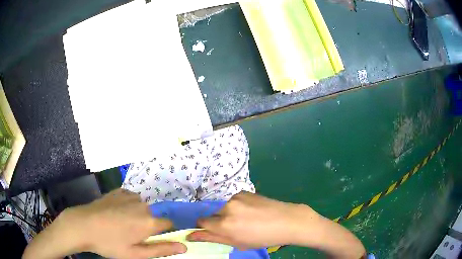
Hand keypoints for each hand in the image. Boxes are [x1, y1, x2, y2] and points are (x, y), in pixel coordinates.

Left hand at [23, 189, 186, 258]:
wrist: (80, 224)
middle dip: (157, 224)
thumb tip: (183, 247)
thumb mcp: (135, 255)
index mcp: (146, 220)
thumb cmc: (108, 245)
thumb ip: (160, 250)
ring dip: (144, 216)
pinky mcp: (120, 191)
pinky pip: (135, 199)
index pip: (172, 223)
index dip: (175, 230)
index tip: (173, 236)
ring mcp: (129, 195)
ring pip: (146, 206)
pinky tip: (120, 217)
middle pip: (159, 213)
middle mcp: (141, 203)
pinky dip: (134, 207)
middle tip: (143, 235)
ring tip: (128, 228)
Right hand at [187, 191, 318, 249]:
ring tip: (246, 219)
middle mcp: (226, 208)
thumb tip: (193, 235)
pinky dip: (238, 206)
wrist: (286, 220)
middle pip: (212, 215)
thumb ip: (214, 238)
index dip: (204, 228)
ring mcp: (235, 198)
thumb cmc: (263, 238)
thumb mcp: (238, 243)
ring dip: (228, 214)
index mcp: (224, 224)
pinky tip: (252, 211)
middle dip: (218, 222)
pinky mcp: (243, 191)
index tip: (209, 231)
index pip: (201, 222)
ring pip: (223, 208)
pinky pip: (234, 201)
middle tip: (234, 228)